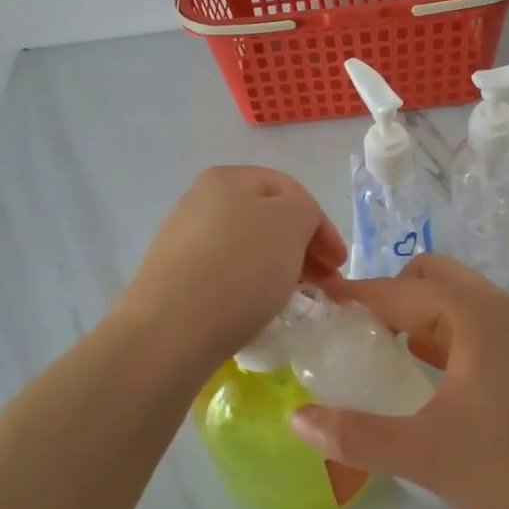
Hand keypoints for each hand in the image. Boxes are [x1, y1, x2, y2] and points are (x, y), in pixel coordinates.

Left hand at [118, 167, 346, 367]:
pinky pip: (223, 273)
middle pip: (266, 218)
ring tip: (292, 296)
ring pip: (246, 246)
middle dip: (301, 247)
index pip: (290, 190)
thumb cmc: (239, 269)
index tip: (339, 264)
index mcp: (227, 178)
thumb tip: (294, 226)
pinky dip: (248, 285)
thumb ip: (305, 211)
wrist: (169, 331)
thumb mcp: (291, 224)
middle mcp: (199, 200)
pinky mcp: (173, 277)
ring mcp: (181, 239)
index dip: (322, 223)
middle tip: (322, 282)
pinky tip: (255, 308)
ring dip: (276, 266)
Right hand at [288, 256, 508, 508]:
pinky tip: (423, 370)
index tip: (316, 301)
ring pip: (456, 299)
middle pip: (432, 278)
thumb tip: (296, 418)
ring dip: (416, 312)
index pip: (401, 291)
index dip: (355, 295)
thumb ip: (354, 434)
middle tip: (351, 328)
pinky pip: (475, 324)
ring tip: (378, 347)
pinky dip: (442, 332)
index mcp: (477, 318)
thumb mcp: (422, 454)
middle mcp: (503, 311)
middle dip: (388, 294)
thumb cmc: (508, 476)